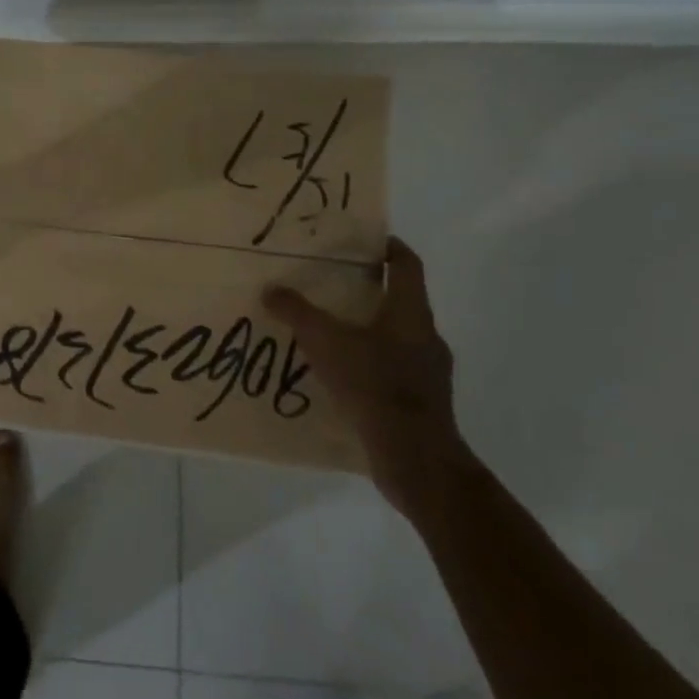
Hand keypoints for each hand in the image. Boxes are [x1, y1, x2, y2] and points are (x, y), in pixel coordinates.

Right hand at [262, 236, 466, 509]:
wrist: (416, 458)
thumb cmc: (375, 385)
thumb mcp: (326, 342)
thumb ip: (297, 313)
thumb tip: (270, 290)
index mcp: (410, 312)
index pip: (407, 265)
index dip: (389, 247)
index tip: (366, 240)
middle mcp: (425, 335)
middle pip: (400, 300)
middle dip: (368, 290)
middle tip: (332, 284)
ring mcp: (428, 371)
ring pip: (396, 336)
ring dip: (367, 330)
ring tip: (330, 332)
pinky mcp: (422, 401)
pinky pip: (393, 369)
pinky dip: (369, 364)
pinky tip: (341, 376)